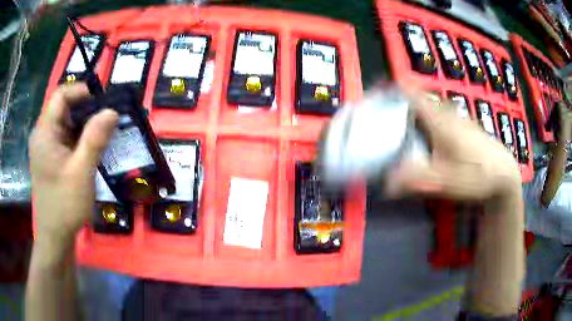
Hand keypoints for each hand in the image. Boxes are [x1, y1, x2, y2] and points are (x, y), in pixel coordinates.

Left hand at [29, 83, 117, 245]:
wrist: (55, 236)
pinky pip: (66, 138)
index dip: (81, 91)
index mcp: (44, 133)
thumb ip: (95, 139)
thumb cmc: (64, 205)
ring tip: (104, 134)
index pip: (60, 95)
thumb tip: (112, 110)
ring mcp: (46, 147)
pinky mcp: (51, 157)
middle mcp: (42, 135)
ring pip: (66, 124)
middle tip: (108, 119)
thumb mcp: (81, 172)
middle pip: (64, 108)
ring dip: (85, 126)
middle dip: (86, 110)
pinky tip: (92, 150)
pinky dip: (80, 139)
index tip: (102, 101)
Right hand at [387, 93, 521, 200]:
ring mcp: (458, 118)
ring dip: (416, 108)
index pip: (412, 94)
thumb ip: (416, 181)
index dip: (392, 88)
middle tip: (386, 113)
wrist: (504, 174)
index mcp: (440, 121)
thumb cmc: (476, 175)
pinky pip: (442, 114)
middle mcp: (448, 114)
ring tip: (403, 123)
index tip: (375, 90)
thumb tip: (387, 183)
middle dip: (401, 99)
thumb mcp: (445, 182)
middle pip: (420, 97)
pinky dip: (429, 117)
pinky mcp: (465, 126)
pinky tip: (430, 134)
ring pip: (432, 106)